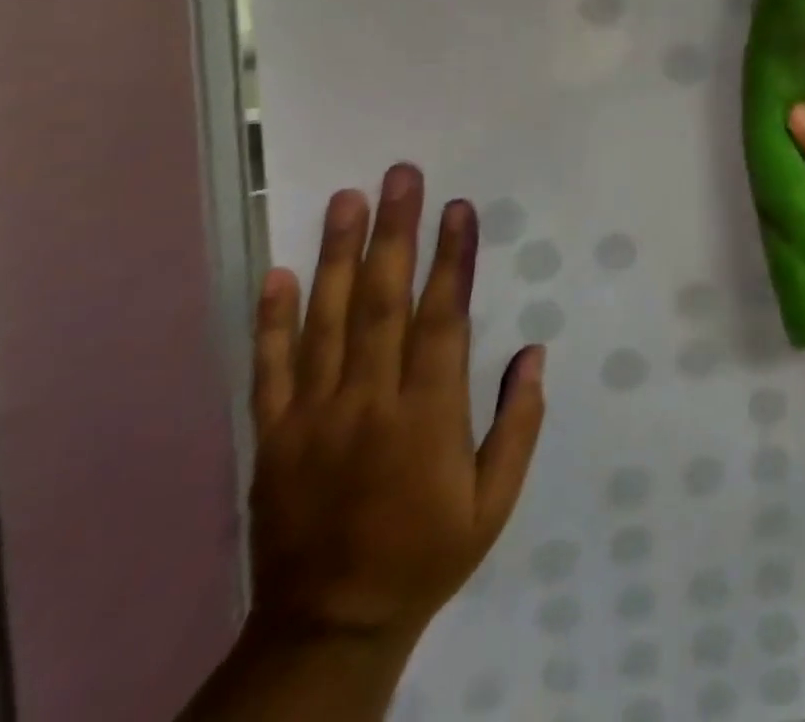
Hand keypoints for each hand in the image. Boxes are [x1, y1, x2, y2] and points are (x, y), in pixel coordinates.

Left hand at [246, 163, 545, 645]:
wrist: (328, 627)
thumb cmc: (428, 553)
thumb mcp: (495, 500)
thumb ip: (519, 423)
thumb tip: (533, 352)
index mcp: (427, 415)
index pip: (442, 318)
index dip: (452, 259)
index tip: (458, 208)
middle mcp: (367, 403)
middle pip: (382, 303)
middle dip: (394, 233)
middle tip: (401, 176)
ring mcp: (313, 418)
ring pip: (326, 321)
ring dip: (338, 255)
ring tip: (347, 199)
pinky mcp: (274, 438)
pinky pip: (270, 369)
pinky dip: (271, 320)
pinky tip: (279, 272)